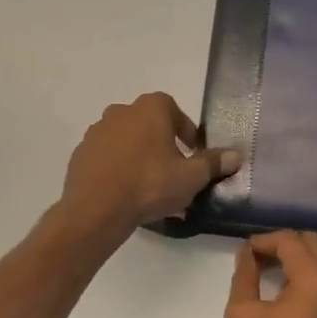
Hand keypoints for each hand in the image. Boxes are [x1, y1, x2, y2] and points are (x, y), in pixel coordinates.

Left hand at [59, 93, 239, 238]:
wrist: (96, 209)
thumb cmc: (150, 184)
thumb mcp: (191, 177)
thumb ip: (213, 163)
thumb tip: (235, 155)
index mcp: (151, 109)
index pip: (174, 109)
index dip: (185, 130)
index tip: (192, 151)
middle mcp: (121, 112)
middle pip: (148, 122)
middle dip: (161, 141)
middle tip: (172, 167)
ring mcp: (97, 131)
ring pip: (125, 138)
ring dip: (137, 153)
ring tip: (147, 182)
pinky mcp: (80, 153)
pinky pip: (106, 155)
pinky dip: (116, 166)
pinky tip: (124, 189)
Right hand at [226, 230, 316, 317]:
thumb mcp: (241, 315)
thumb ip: (246, 275)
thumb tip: (248, 252)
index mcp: (314, 281)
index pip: (291, 242)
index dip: (266, 241)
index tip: (249, 252)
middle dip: (290, 248)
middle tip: (265, 261)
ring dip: (315, 264)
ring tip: (291, 279)